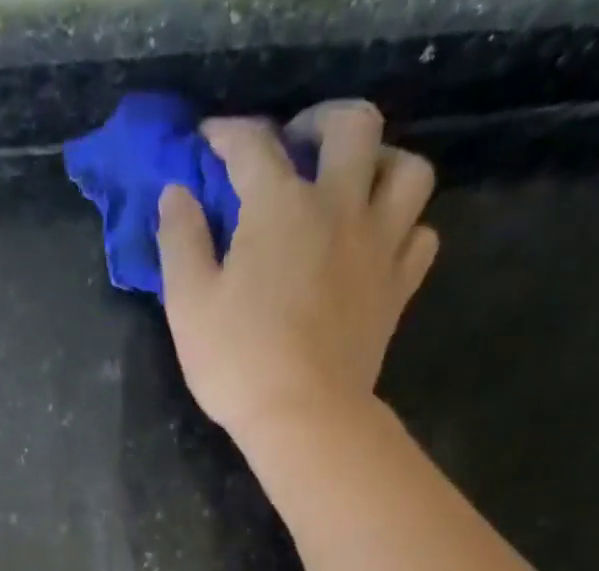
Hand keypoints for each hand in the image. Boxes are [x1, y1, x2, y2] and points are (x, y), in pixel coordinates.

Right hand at [156, 100, 438, 438]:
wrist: (305, 418)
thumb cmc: (239, 364)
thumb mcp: (188, 305)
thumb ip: (181, 241)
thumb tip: (177, 194)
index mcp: (281, 205)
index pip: (253, 144)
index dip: (226, 136)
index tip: (210, 144)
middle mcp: (340, 206)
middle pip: (352, 125)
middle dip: (321, 123)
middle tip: (298, 149)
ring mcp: (378, 246)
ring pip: (408, 170)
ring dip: (381, 165)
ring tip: (355, 188)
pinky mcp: (398, 289)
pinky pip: (421, 235)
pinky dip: (405, 228)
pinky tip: (380, 243)